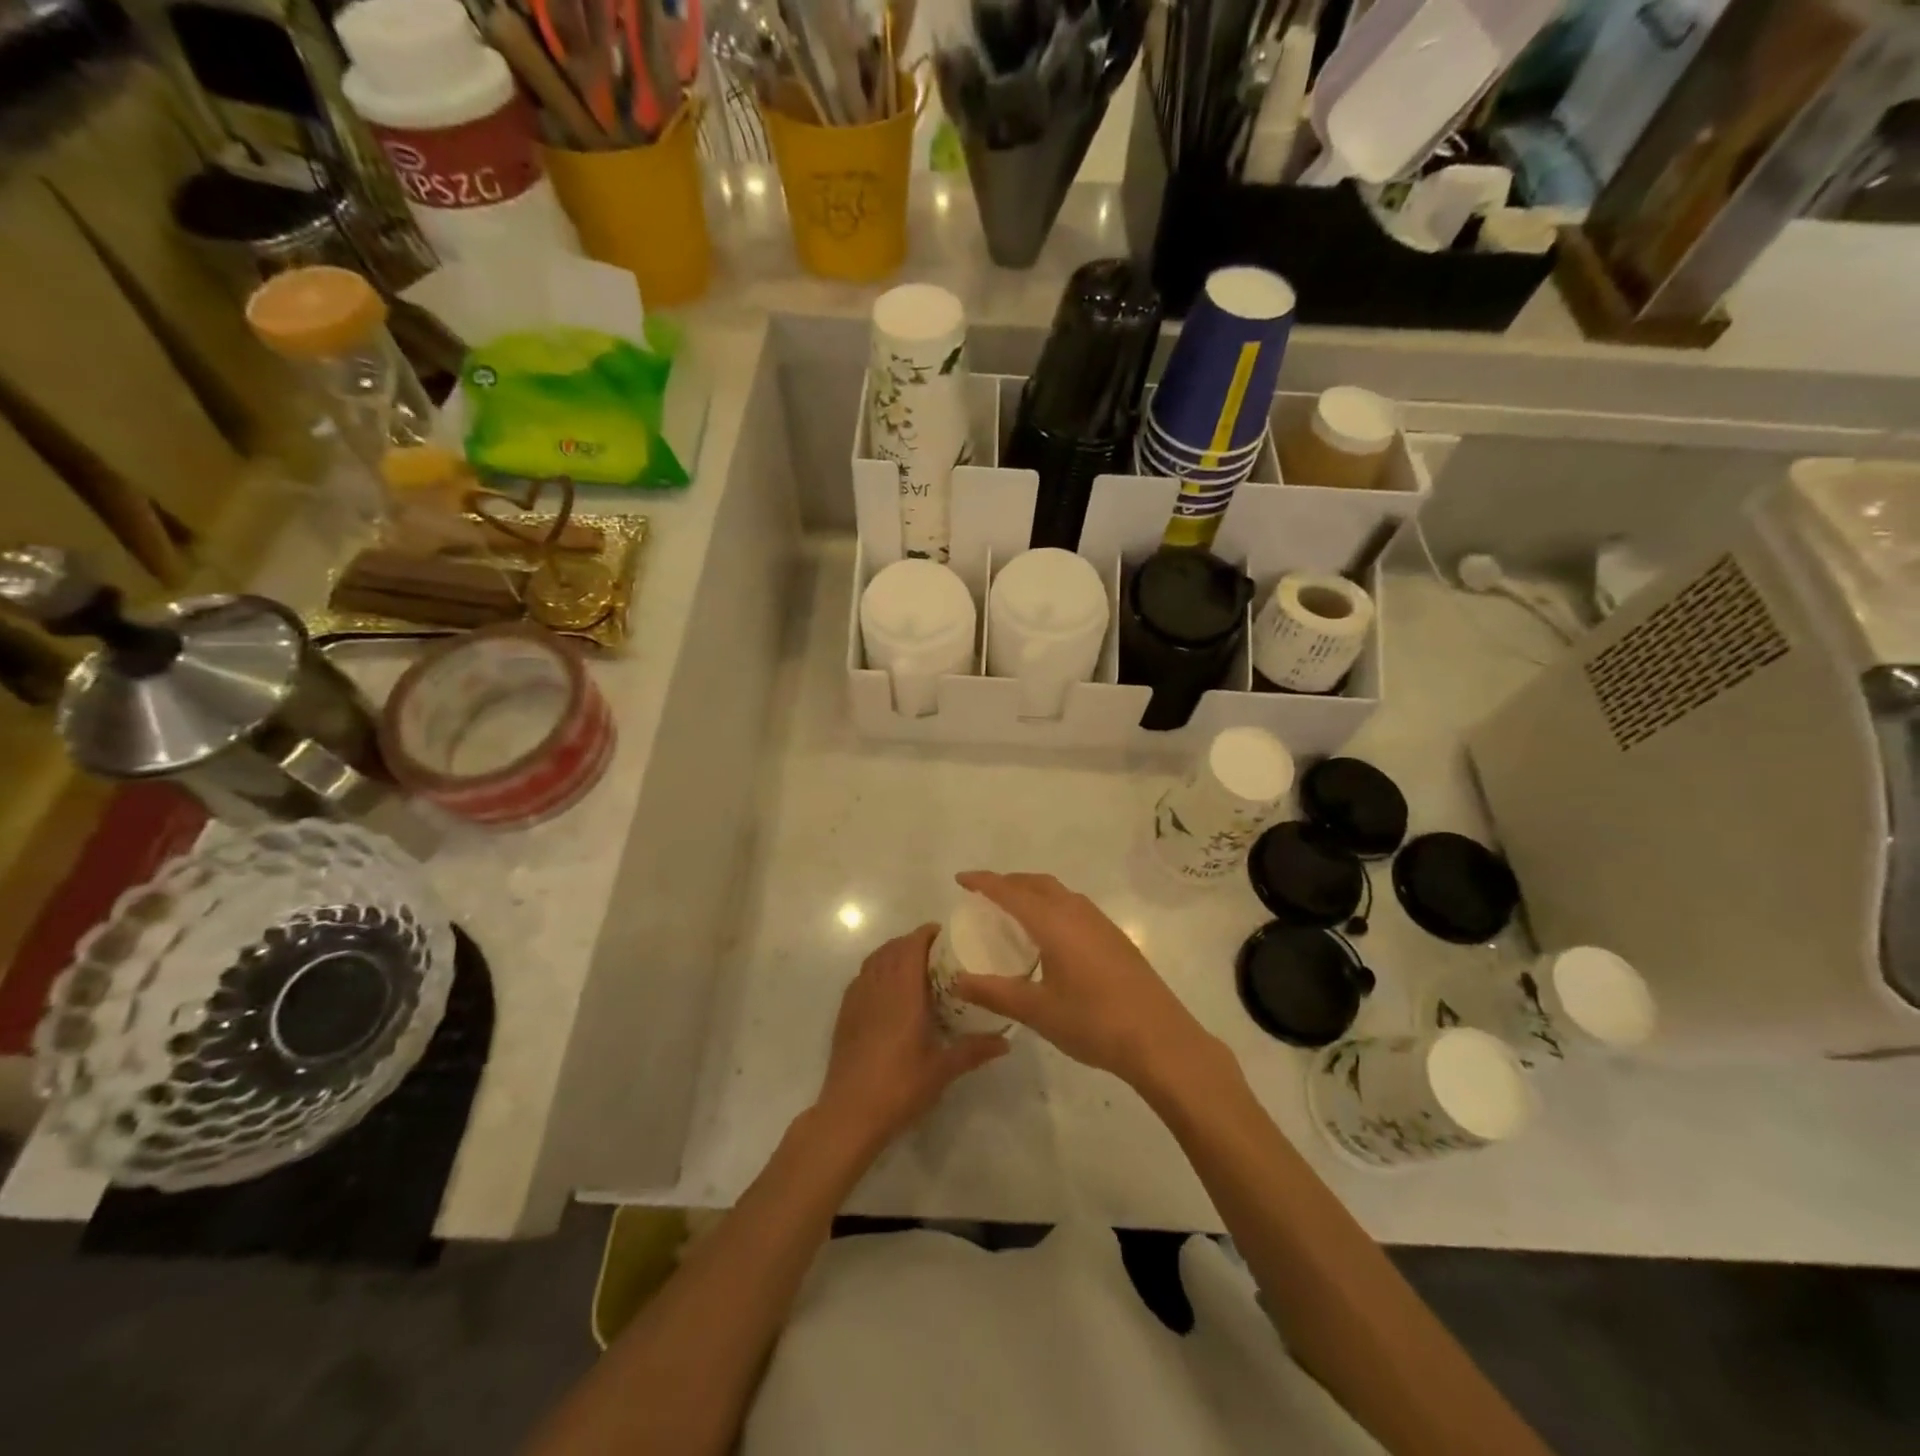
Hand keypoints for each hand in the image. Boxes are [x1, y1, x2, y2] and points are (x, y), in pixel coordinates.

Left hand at [814, 924, 1008, 1155]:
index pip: (912, 946)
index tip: (945, 934)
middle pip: (893, 948)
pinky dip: (876, 969)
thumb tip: (1006, 1041)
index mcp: (903, 991)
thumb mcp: (943, 1069)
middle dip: (913, 942)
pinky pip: (862, 976)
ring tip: (914, 964)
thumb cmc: (900, 1086)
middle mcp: (878, 986)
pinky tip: (889, 989)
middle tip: (936, 951)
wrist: (850, 1113)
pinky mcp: (845, 1013)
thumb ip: (974, 1050)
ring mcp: (857, 998)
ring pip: (875, 959)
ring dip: (893, 953)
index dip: (927, 934)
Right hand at [950, 872, 1223, 1093]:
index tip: (961, 879)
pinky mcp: (1116, 938)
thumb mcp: (1036, 1011)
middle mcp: (1077, 913)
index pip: (1011, 891)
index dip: (984, 882)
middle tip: (985, 895)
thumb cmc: (1093, 1022)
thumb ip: (994, 993)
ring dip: (1034, 892)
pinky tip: (1051, 936)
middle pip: (1038, 883)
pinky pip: (1075, 907)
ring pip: (1060, 893)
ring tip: (1014, 911)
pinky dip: (1053, 906)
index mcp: (1054, 923)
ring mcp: (1101, 924)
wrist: (1160, 1040)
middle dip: (1009, 882)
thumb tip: (957, 981)